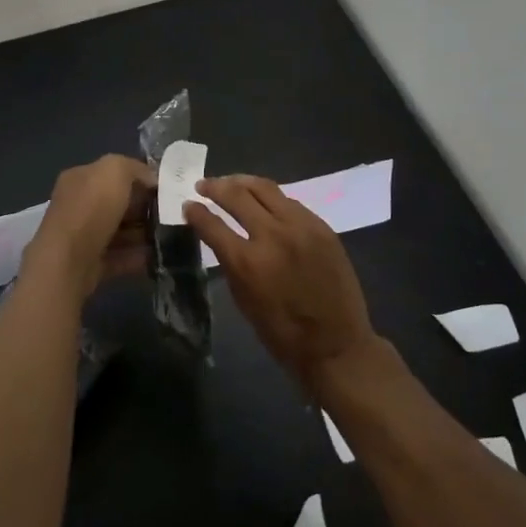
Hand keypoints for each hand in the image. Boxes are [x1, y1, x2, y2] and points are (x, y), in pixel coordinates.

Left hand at [23, 155, 155, 302]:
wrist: (68, 262)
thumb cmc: (91, 209)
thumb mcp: (115, 170)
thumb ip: (134, 168)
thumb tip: (150, 180)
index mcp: (80, 178)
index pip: (112, 173)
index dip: (139, 178)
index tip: (163, 188)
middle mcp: (78, 205)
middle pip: (117, 203)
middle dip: (143, 208)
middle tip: (169, 214)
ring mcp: (82, 236)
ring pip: (119, 231)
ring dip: (142, 234)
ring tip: (168, 236)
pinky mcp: (89, 264)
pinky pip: (119, 257)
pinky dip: (137, 257)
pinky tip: (157, 256)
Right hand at [185, 175, 378, 390]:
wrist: (337, 344)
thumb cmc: (283, 333)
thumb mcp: (244, 301)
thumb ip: (230, 263)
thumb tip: (219, 237)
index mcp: (247, 262)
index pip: (212, 224)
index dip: (195, 212)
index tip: (188, 204)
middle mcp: (273, 235)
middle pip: (237, 195)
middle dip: (215, 187)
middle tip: (204, 185)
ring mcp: (300, 226)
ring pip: (265, 188)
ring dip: (242, 182)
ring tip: (231, 183)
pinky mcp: (321, 226)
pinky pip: (290, 202)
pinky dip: (271, 198)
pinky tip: (263, 201)